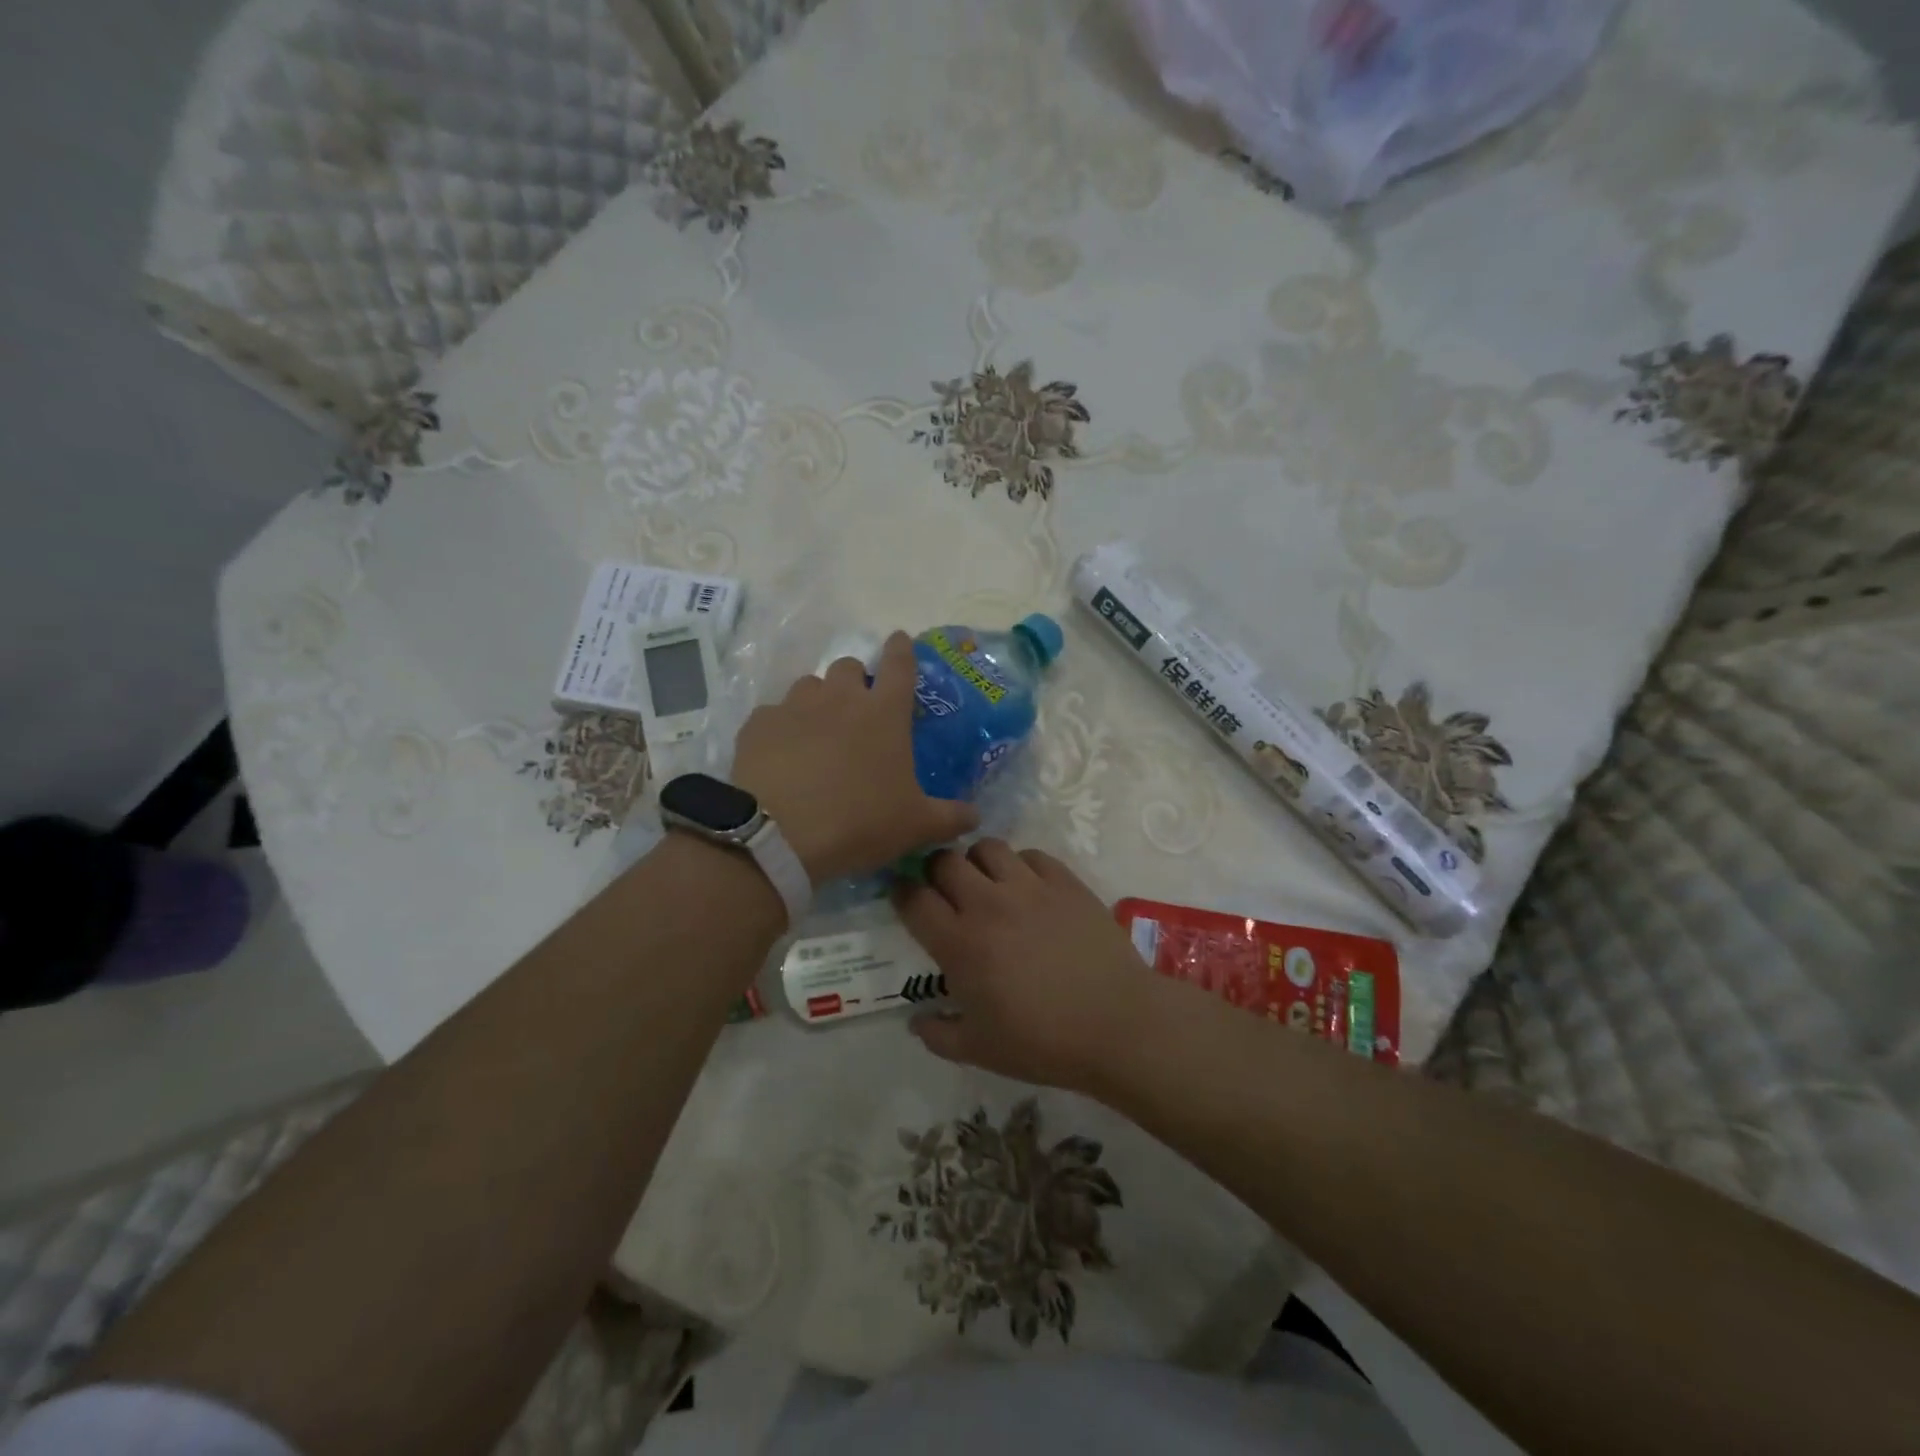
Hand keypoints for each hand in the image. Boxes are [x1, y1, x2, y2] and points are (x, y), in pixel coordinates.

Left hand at [731, 631, 977, 883]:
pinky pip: (773, 714)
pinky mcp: (758, 724)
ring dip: (818, 700)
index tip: (899, 639)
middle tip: (857, 709)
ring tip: (817, 732)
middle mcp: (840, 698)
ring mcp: (795, 707)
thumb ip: (950, 817)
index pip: (900, 664)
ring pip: (809, 685)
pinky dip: (782, 728)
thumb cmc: (859, 823)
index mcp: (884, 713)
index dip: (902, 648)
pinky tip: (781, 755)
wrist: (779, 836)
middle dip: (856, 680)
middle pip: (849, 666)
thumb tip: (975, 817)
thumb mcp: (915, 826)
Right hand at [895, 840, 1161, 1093]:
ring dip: (978, 862)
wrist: (1117, 1024)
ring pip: (987, 847)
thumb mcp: (979, 1051)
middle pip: (945, 861)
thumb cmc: (1043, 1042)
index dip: (902, 893)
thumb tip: (916, 1021)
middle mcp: (988, 904)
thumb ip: (937, 1034)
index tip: (904, 896)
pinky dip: (1021, 865)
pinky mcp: (1065, 881)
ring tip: (987, 883)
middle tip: (945, 890)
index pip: (914, 899)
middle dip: (936, 871)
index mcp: (959, 944)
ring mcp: (1029, 887)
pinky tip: (1028, 888)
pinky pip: (1031, 854)